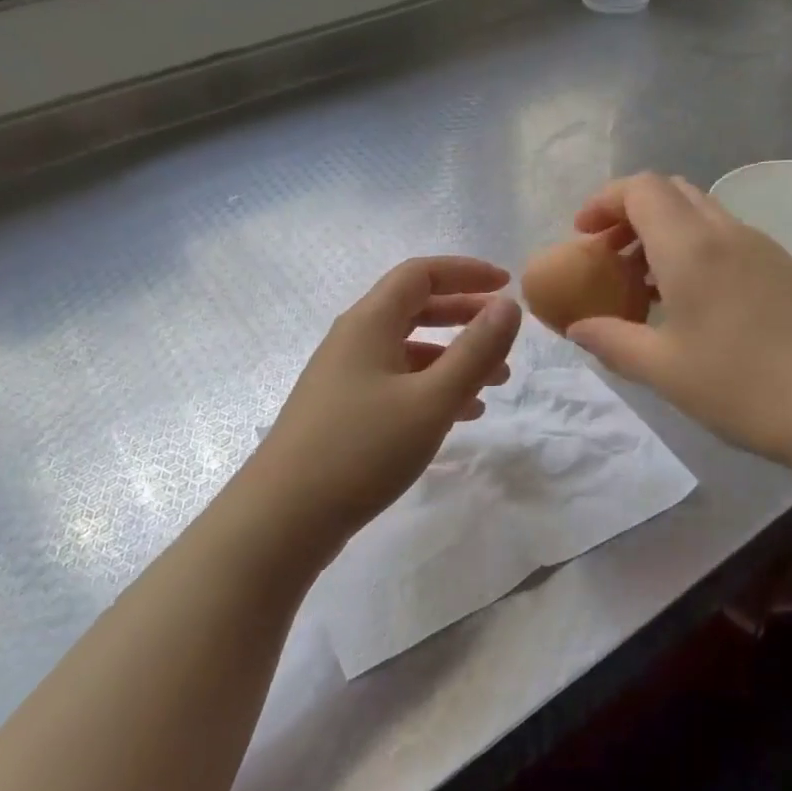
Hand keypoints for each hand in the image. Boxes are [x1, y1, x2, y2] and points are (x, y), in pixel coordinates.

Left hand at [251, 256, 521, 553]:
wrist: (283, 518)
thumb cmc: (362, 449)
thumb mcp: (431, 400)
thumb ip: (475, 351)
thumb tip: (508, 305)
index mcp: (369, 322)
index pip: (421, 273)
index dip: (466, 272)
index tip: (505, 285)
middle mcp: (354, 339)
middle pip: (415, 308)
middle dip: (464, 315)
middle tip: (504, 333)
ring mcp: (344, 376)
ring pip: (409, 350)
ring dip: (453, 357)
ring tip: (496, 383)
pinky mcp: (343, 411)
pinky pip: (397, 382)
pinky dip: (432, 387)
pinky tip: (460, 415)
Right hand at [565, 174, 791, 482]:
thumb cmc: (746, 387)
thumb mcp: (665, 371)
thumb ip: (612, 341)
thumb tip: (578, 328)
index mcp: (691, 247)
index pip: (641, 189)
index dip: (605, 201)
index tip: (583, 234)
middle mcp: (728, 233)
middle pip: (672, 192)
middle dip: (632, 213)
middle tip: (611, 257)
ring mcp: (764, 248)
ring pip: (703, 214)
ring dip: (666, 233)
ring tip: (647, 285)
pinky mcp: (788, 269)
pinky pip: (729, 239)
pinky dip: (697, 250)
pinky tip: (695, 303)